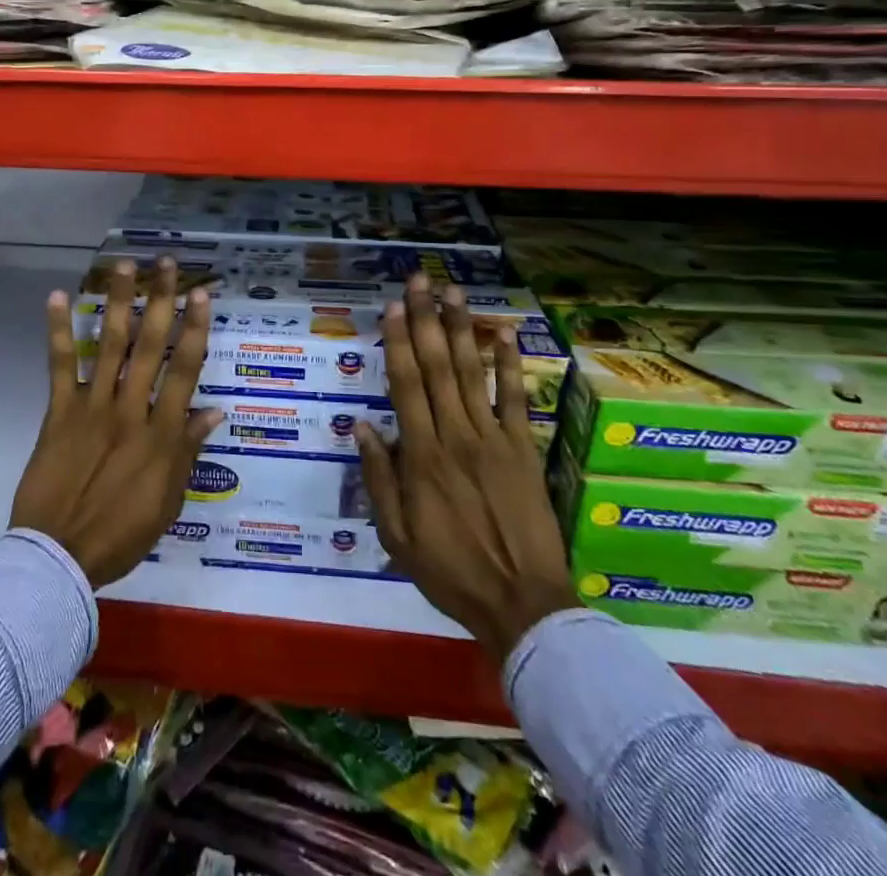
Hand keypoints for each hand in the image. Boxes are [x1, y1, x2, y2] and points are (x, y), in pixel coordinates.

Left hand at [10, 258, 223, 587]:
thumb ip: (188, 451)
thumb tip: (214, 410)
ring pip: (109, 345)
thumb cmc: (122, 534)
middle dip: (160, 301)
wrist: (58, 557)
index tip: (201, 294)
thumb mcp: (169, 500)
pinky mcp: (59, 413)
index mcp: (161, 434)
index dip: (195, 329)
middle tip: (166, 264)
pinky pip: (60, 366)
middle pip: (149, 346)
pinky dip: (59, 331)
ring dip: (118, 303)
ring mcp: (92, 408)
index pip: (184, 370)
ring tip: (124, 266)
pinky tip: (59, 297)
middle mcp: (130, 410)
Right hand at [355, 275, 577, 663]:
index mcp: (421, 456)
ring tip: (454, 292)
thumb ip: (379, 479)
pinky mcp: (524, 450)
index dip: (398, 342)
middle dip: (427, 319)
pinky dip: (510, 365)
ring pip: (471, 373)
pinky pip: (516, 400)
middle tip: (420, 281)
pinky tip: (505, 332)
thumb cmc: (451, 572)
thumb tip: (362, 426)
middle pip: (436, 367)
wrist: (523, 605)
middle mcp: (455, 436)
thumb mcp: (397, 537)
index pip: (405, 386)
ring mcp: (493, 439)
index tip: (394, 307)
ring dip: (461, 329)